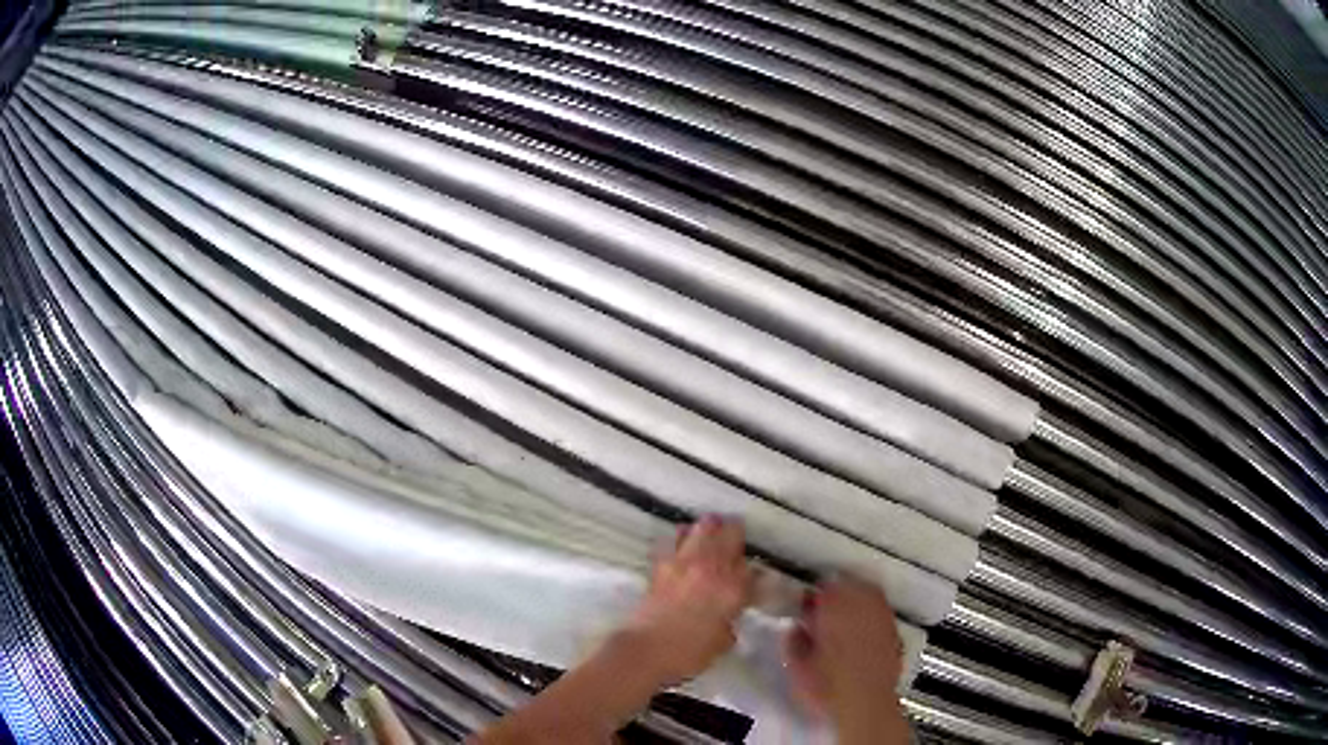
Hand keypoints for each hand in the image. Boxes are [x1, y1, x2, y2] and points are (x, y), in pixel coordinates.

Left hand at [619, 515, 752, 686]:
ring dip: (710, 529)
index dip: (756, 573)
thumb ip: (731, 621)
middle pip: (730, 533)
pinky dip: (682, 537)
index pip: (753, 569)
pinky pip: (675, 539)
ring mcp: (685, 562)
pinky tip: (684, 544)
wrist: (646, 649)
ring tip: (711, 536)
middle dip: (736, 536)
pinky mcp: (662, 563)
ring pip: (703, 527)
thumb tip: (728, 615)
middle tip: (736, 544)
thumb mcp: (723, 642)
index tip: (755, 580)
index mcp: (733, 588)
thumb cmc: (689, 653)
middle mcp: (712, 567)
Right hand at [784, 576, 905, 732]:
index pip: (824, 585)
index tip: (805, 606)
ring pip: (869, 596)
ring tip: (842, 619)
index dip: (813, 595)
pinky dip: (870, 618)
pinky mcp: (895, 635)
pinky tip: (860, 635)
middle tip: (822, 610)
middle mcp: (863, 607)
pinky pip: (881, 615)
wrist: (865, 706)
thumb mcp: (797, 667)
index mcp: (835, 608)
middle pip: (850, 585)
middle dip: (836, 593)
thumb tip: (795, 629)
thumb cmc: (828, 687)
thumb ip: (793, 641)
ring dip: (855, 602)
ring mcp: (882, 620)